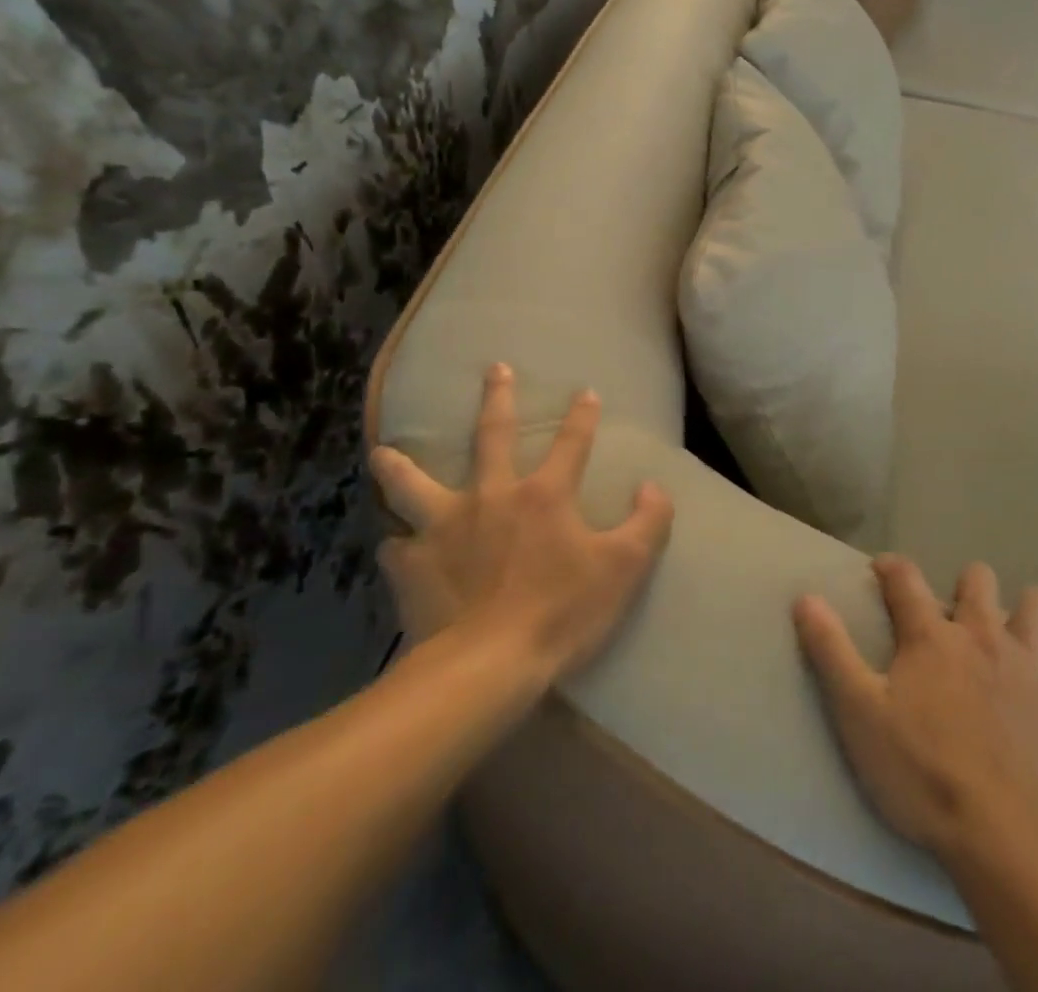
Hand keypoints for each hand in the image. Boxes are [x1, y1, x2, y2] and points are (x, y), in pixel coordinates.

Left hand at [370, 363, 674, 679]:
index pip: (572, 443)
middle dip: (497, 398)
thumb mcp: (625, 568)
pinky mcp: (413, 567)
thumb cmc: (561, 612)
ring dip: (399, 467)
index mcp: (543, 495)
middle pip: (493, 435)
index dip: (582, 416)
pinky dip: (396, 545)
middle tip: (494, 369)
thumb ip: (649, 522)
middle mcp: (491, 497)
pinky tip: (393, 547)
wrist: (487, 668)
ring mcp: (444, 528)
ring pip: (413, 485)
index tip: (586, 391)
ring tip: (382, 453)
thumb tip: (654, 487)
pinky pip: (396, 549)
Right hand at [794, 556, 1037, 861]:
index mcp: (931, 637)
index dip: (891, 567)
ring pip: (1035, 607)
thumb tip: (805, 596)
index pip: (905, 579)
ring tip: (1017, 627)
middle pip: (977, 581)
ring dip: (1027, 608)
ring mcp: (1029, 665)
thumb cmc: (923, 774)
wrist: (1007, 835)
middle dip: (966, 584)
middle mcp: (982, 635)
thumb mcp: (859, 714)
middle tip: (954, 610)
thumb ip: (830, 651)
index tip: (882, 569)